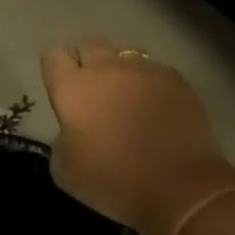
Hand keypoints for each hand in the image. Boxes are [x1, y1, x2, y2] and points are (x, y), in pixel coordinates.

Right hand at [41, 37, 234, 234]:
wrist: (181, 189)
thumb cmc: (113, 181)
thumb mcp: (65, 171)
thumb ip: (61, 140)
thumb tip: (72, 132)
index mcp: (72, 88)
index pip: (53, 56)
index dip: (55, 70)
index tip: (60, 89)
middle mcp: (105, 69)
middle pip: (89, 45)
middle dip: (87, 63)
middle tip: (92, 92)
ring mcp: (144, 71)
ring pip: (124, 54)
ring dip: (119, 69)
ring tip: (126, 96)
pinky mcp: (177, 81)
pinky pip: (155, 70)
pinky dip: (149, 83)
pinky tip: (155, 107)